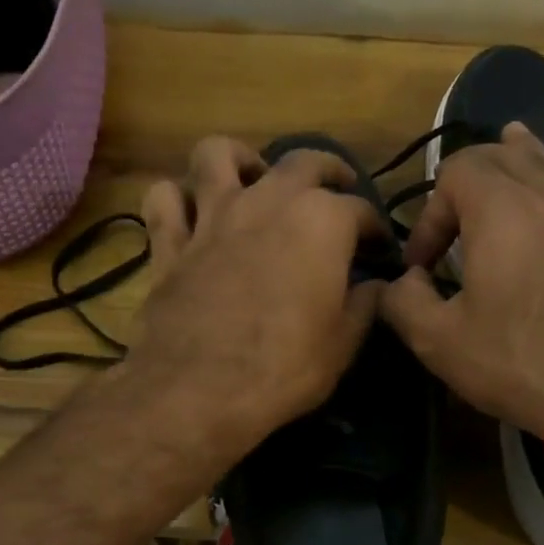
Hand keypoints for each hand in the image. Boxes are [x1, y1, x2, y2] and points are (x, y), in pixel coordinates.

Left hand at [124, 135, 385, 460]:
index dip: (375, 229)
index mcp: (321, 221)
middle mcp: (268, 201)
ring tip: (252, 179)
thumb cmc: (284, 367)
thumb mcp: (343, 344)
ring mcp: (212, 216)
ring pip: (217, 154)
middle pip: (302, 161)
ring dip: (238, 159)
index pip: (361, 211)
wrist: (201, 389)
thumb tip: (375, 286)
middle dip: (328, 170)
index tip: (380, 249)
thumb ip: (364, 305)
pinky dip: (175, 199)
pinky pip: (164, 199)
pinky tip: (189, 213)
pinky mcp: (170, 242)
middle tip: (335, 191)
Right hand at [379, 123, 543, 436]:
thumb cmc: (521, 361)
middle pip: (502, 154)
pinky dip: (539, 200)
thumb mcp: (440, 341)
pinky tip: (533, 221)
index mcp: (502, 209)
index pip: (455, 171)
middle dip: (465, 182)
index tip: (421, 266)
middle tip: (450, 226)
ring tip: (492, 184)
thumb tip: (401, 283)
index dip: (428, 214)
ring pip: (542, 170)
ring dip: (508, 178)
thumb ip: (403, 302)